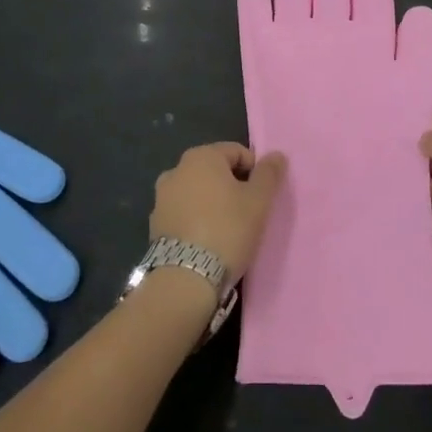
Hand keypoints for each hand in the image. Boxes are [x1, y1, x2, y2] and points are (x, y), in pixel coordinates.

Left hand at [149, 143, 287, 278]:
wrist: (185, 279)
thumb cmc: (228, 230)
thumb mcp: (258, 201)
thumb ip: (269, 174)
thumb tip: (276, 155)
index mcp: (201, 156)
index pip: (236, 152)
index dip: (254, 171)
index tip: (261, 196)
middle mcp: (176, 169)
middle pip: (214, 171)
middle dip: (232, 186)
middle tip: (247, 213)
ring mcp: (161, 198)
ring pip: (197, 192)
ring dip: (212, 203)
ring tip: (226, 229)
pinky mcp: (155, 224)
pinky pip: (183, 213)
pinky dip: (196, 219)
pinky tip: (207, 241)